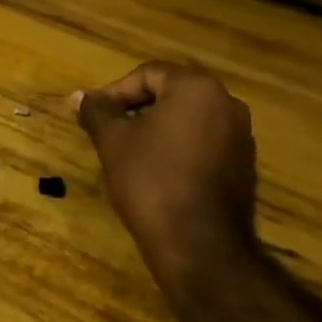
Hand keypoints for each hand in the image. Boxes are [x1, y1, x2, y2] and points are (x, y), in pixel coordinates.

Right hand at [71, 62, 260, 300]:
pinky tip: (157, 173)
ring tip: (128, 152)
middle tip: (109, 131)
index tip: (94, 116)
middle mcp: (227, 104)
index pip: (148, 73)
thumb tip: (77, 96)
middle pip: (171, 93)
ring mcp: (241, 137)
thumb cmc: (152, 180)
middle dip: (136, 109)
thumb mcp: (114, 141)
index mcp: (197, 88)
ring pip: (188, 119)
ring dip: (157, 129)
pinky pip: (204, 143)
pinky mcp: (244, 167)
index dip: (115, 92)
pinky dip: (178, 149)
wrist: (200, 247)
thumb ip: (97, 111)